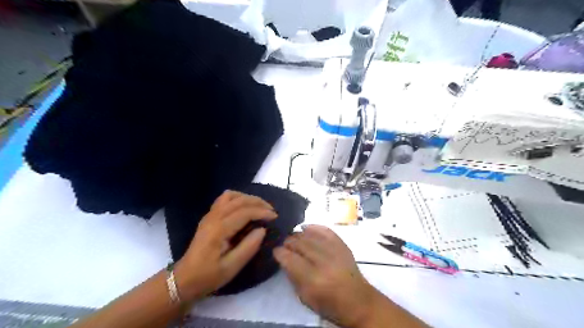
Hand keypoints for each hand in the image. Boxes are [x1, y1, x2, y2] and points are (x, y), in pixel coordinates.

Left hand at [174, 190, 275, 300]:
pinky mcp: (209, 216)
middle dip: (258, 202)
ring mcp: (209, 215)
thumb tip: (262, 230)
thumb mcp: (231, 268)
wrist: (184, 279)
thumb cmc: (208, 276)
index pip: (244, 212)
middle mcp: (214, 217)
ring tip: (260, 207)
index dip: (262, 212)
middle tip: (272, 211)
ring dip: (248, 198)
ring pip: (232, 196)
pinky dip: (238, 198)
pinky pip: (224, 199)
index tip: (275, 217)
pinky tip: (244, 207)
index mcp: (219, 229)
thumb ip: (248, 248)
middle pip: (239, 200)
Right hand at [274, 225, 378, 327]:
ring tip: (293, 237)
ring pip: (311, 235)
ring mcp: (334, 251)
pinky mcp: (342, 245)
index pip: (290, 259)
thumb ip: (293, 276)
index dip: (280, 253)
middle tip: (284, 244)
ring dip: (298, 234)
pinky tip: (306, 228)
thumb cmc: (329, 304)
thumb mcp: (305, 298)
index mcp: (313, 279)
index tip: (276, 251)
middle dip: (288, 242)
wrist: (358, 301)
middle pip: (300, 243)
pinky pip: (325, 230)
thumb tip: (284, 259)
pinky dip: (314, 227)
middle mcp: (323, 262)